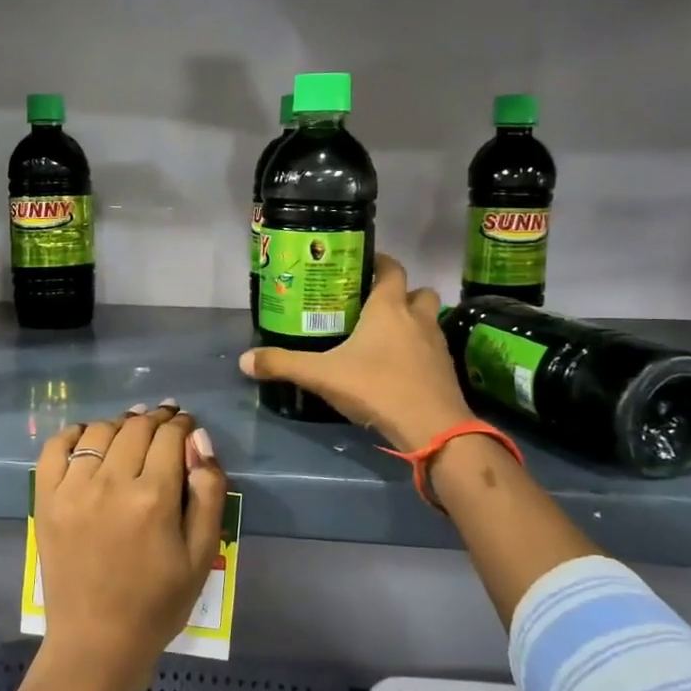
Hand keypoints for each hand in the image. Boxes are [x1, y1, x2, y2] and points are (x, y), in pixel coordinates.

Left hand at [32, 404, 226, 690]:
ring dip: (120, 425)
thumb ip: (208, 492)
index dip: (181, 424)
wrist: (97, 642)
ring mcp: (72, 490)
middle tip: (164, 422)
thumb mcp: (202, 554)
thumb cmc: (158, 602)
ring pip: (99, 431)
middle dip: (155, 419)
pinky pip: (56, 448)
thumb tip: (198, 440)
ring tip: (131, 432)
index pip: (169, 436)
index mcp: (153, 498)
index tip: (185, 424)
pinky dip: (75, 434)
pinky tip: (89, 439)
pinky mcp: (46, 500)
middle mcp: (111, 484)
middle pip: (136, 427)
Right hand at [239, 253, 471, 450]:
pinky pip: (432, 348)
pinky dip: (418, 350)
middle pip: (417, 291)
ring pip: (427, 319)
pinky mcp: (446, 370)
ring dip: (411, 321)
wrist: (432, 428)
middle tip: (372, 305)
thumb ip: (283, 364)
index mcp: (388, 307)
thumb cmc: (376, 388)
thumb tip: (244, 360)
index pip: (391, 268)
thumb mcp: (322, 376)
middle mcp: (417, 318)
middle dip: (400, 293)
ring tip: (383, 336)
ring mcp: (436, 344)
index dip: (379, 262)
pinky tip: (398, 367)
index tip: (361, 266)